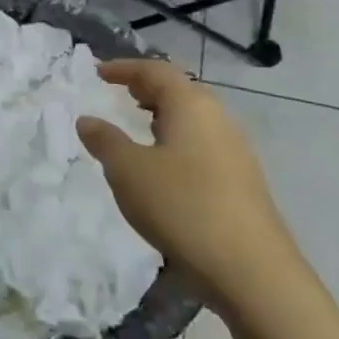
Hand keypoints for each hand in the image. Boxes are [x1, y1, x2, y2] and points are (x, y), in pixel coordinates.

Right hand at [76, 59, 304, 316]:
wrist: (251, 270)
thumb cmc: (181, 206)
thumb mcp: (127, 171)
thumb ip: (105, 140)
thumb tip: (88, 120)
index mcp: (192, 107)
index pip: (156, 71)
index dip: (125, 68)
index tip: (98, 72)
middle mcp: (219, 120)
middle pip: (181, 91)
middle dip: (148, 89)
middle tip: (119, 94)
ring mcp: (235, 152)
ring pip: (194, 120)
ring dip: (163, 117)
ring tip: (137, 128)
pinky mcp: (241, 182)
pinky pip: (202, 145)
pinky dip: (176, 142)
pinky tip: (162, 167)